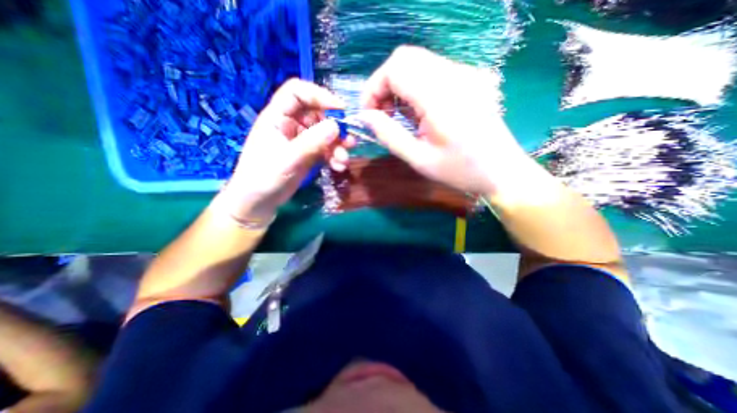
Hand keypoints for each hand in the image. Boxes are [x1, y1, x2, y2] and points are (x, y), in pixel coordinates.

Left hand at [216, 79, 348, 224]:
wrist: (259, 202)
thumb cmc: (264, 177)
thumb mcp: (287, 159)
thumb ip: (311, 142)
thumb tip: (336, 126)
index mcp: (277, 117)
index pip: (298, 92)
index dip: (319, 95)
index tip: (341, 109)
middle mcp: (291, 125)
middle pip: (318, 114)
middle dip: (336, 127)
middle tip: (349, 141)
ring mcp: (301, 140)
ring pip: (325, 133)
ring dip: (338, 145)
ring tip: (344, 160)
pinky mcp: (309, 154)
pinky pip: (326, 150)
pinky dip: (334, 156)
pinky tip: (339, 167)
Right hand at [358, 46, 526, 195]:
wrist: (501, 171)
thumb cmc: (459, 171)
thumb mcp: (418, 159)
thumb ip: (388, 135)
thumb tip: (365, 116)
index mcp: (440, 97)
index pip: (395, 69)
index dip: (374, 88)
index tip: (370, 113)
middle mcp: (454, 75)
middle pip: (404, 58)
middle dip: (384, 84)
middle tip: (383, 114)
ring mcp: (465, 74)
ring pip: (418, 62)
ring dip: (399, 85)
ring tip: (400, 116)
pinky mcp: (470, 78)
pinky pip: (432, 70)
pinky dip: (415, 86)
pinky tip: (418, 111)